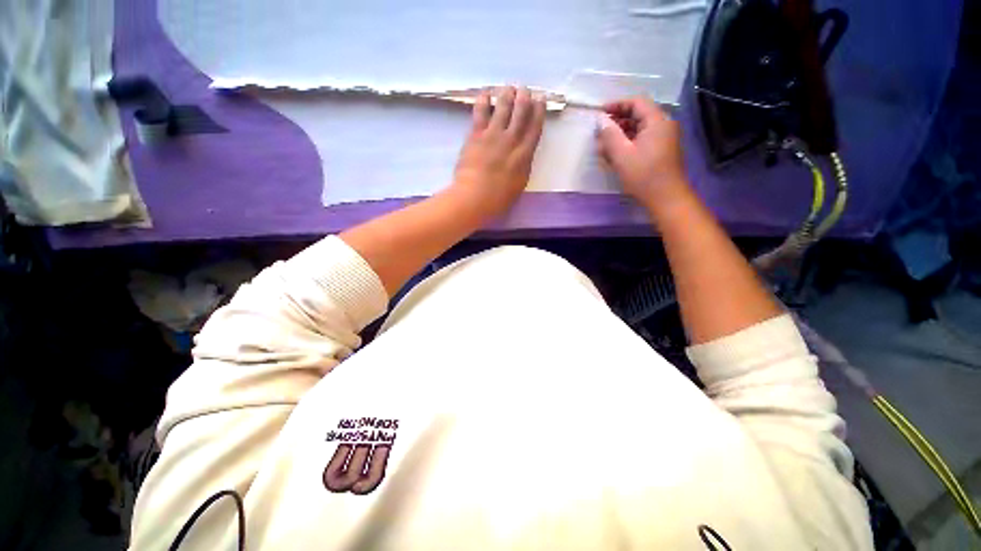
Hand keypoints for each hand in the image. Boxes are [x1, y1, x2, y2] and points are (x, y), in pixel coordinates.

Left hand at [449, 86, 545, 219]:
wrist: (475, 196)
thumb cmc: (499, 198)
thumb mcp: (519, 183)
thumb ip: (523, 165)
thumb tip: (524, 154)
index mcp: (524, 155)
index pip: (535, 128)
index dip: (539, 111)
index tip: (540, 99)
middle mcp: (511, 140)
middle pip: (521, 113)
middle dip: (524, 98)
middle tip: (525, 89)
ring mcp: (493, 135)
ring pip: (503, 107)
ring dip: (507, 94)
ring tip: (508, 88)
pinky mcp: (476, 134)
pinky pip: (481, 111)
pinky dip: (484, 99)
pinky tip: (486, 93)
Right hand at [597, 96, 686, 206]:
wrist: (666, 198)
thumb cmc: (643, 175)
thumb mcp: (622, 155)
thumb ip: (610, 135)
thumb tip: (601, 121)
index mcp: (657, 121)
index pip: (636, 103)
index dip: (616, 105)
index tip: (599, 113)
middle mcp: (663, 125)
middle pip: (637, 115)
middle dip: (617, 122)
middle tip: (599, 132)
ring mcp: (663, 139)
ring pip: (638, 129)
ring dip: (620, 135)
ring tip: (603, 146)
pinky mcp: (660, 151)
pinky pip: (641, 140)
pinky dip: (627, 144)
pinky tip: (614, 155)